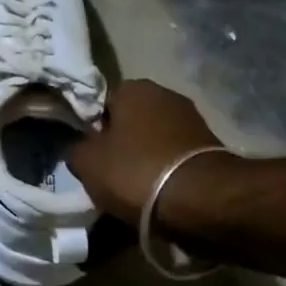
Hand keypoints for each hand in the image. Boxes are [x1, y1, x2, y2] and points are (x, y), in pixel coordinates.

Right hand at [68, 78, 225, 221]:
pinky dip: (165, 170)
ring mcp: (192, 119)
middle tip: (108, 171)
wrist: (198, 198)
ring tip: (133, 186)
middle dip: (121, 142)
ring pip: (154, 138)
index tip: (89, 152)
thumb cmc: (134, 170)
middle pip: (131, 120)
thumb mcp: (87, 162)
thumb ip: (77, 148)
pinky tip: (157, 191)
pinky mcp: (209, 146)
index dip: (92, 127)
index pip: (102, 101)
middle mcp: (165, 94)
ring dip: (144, 157)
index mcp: (133, 87)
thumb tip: (81, 147)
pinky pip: (174, 156)